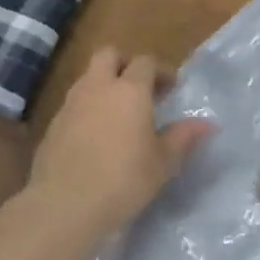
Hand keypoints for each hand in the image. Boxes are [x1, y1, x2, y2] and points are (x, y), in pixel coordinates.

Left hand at [22, 47, 210, 244]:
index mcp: (129, 90)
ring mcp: (71, 104)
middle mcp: (98, 87)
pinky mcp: (53, 124)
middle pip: (109, 55)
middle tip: (140, 88)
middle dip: (125, 63)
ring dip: (104, 85)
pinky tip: (96, 136)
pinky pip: (74, 103)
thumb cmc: (123, 179)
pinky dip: (88, 108)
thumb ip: (183, 138)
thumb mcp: (163, 163)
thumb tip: (206, 124)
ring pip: (88, 77)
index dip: (160, 71)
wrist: (64, 204)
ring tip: (119, 114)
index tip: (170, 88)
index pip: (145, 62)